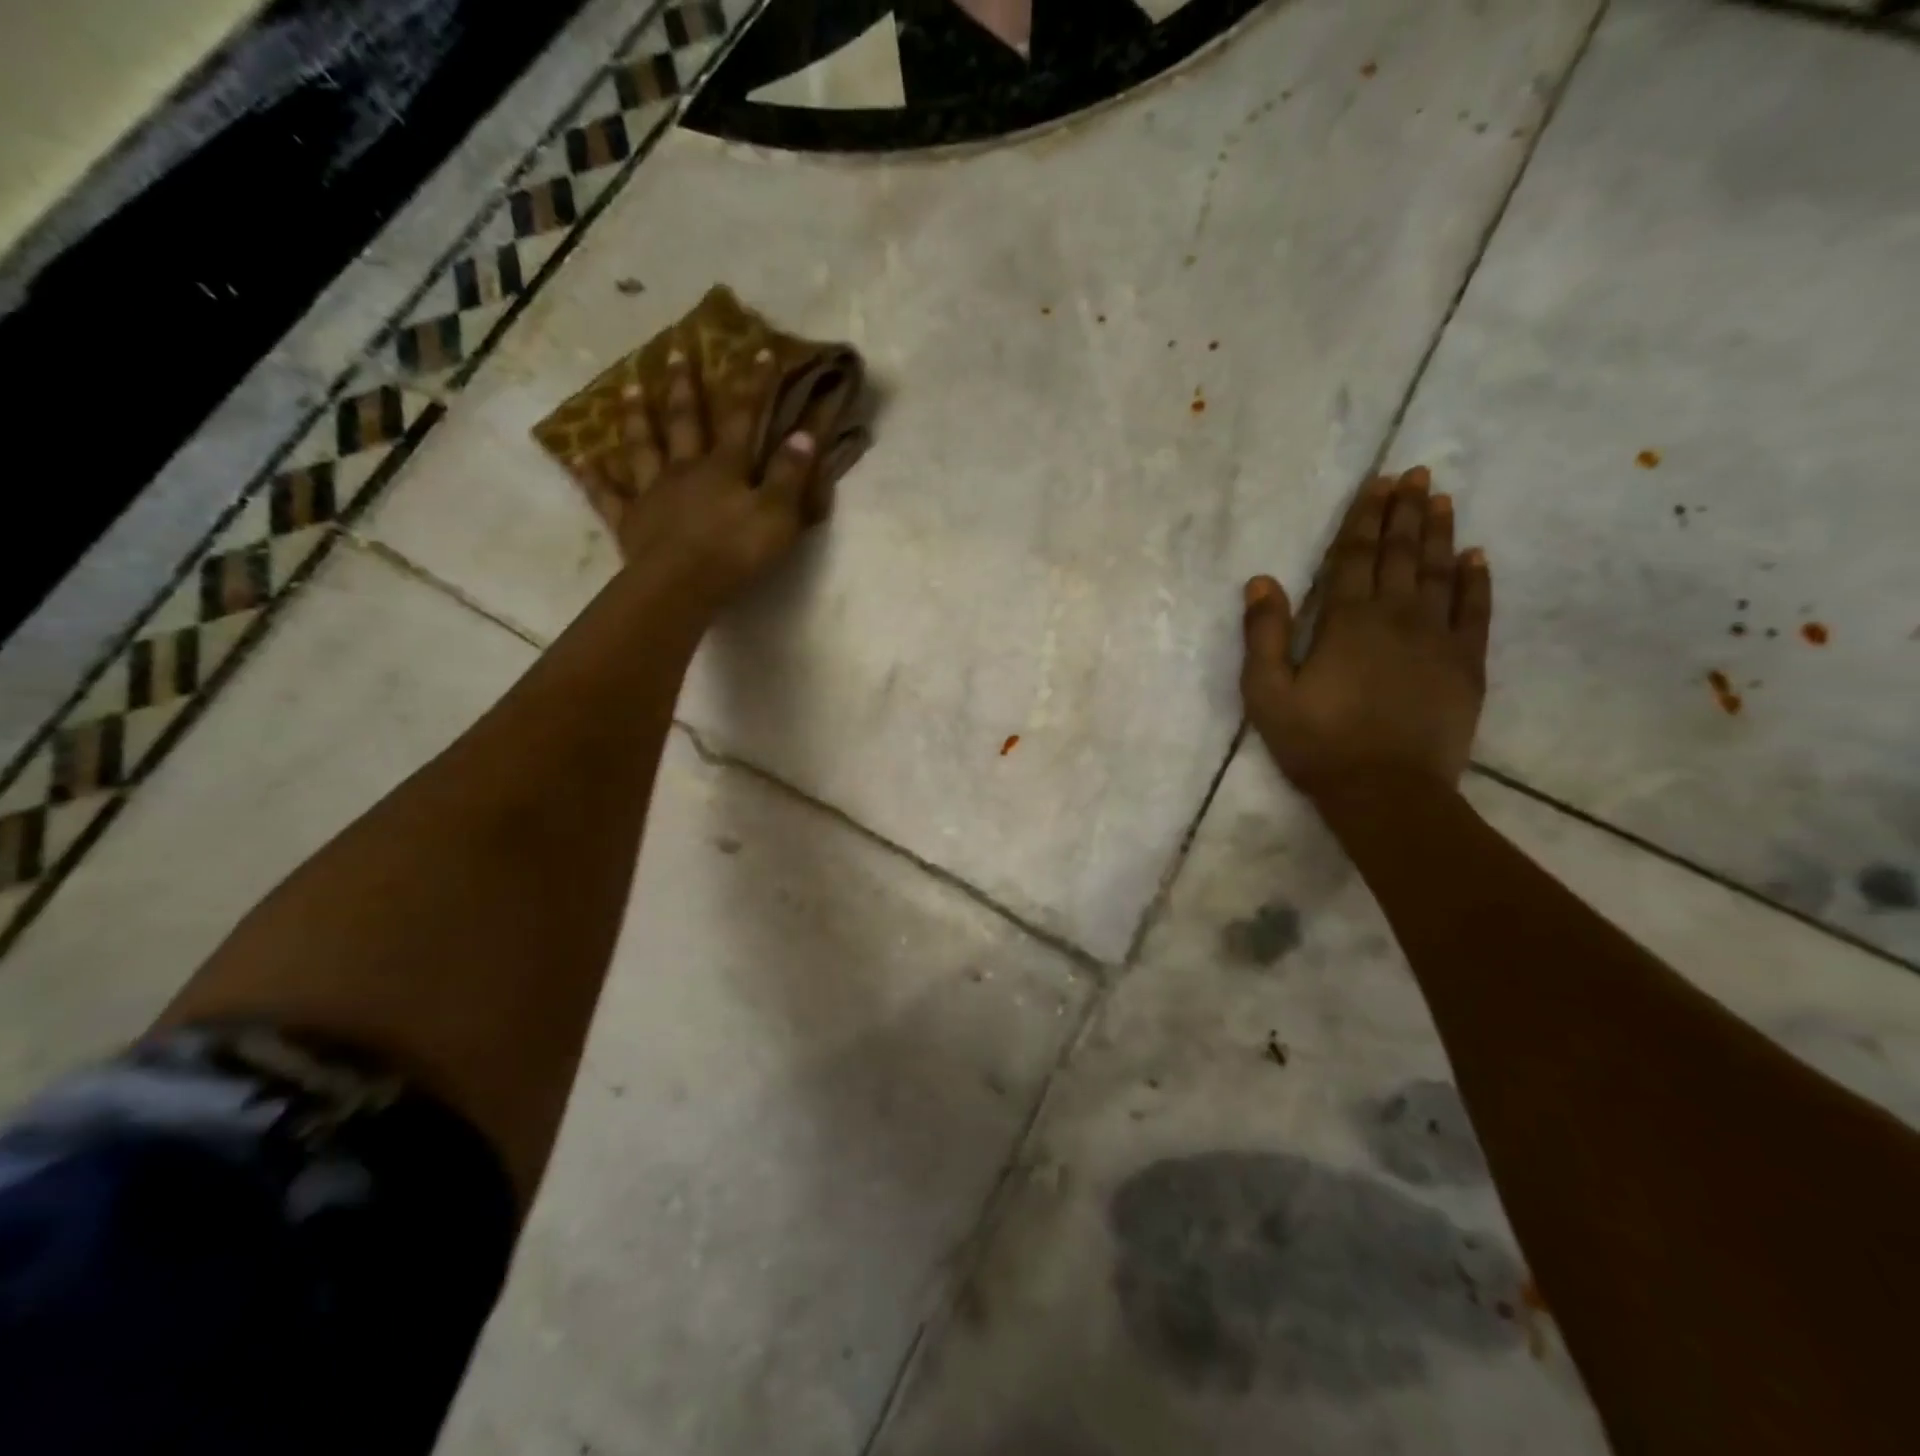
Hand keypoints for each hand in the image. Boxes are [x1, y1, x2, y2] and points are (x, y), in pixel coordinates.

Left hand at [575, 347, 831, 613]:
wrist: (682, 585)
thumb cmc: (736, 551)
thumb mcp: (777, 514)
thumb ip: (790, 475)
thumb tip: (803, 434)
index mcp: (725, 467)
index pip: (743, 418)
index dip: (753, 385)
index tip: (757, 350)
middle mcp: (686, 469)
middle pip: (685, 420)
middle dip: (684, 385)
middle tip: (674, 349)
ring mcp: (653, 493)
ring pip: (643, 446)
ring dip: (637, 416)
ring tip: (628, 386)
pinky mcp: (630, 521)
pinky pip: (608, 495)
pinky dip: (595, 478)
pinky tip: (581, 461)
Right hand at [1241, 467, 1491, 798]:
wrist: (1385, 791)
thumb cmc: (1316, 742)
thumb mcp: (1267, 693)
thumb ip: (1263, 635)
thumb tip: (1261, 581)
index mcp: (1346, 621)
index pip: (1354, 556)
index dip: (1364, 517)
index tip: (1378, 482)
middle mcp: (1396, 616)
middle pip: (1400, 553)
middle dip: (1405, 511)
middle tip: (1415, 474)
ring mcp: (1438, 638)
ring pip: (1440, 572)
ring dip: (1439, 533)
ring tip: (1441, 499)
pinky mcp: (1466, 664)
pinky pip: (1475, 611)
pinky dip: (1476, 580)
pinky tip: (1476, 556)